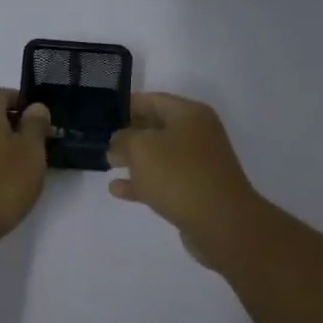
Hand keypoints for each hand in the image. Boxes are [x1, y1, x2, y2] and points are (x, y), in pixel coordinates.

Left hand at [0, 89, 51, 254]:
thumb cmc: (0, 185)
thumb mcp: (30, 153)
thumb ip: (35, 126)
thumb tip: (35, 107)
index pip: (0, 93)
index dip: (20, 101)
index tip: (39, 119)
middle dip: (11, 123)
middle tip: (35, 143)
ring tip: (21, 166)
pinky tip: (0, 182)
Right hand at [107, 93, 262, 269]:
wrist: (221, 222)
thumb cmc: (179, 174)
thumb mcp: (141, 148)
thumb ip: (123, 139)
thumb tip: (120, 141)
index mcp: (189, 114)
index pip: (153, 100)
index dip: (127, 105)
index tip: (104, 112)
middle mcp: (198, 134)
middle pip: (157, 127)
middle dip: (130, 133)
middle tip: (102, 139)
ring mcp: (199, 164)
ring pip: (160, 156)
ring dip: (135, 159)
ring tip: (108, 163)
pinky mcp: (196, 191)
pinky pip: (164, 181)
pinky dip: (142, 182)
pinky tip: (118, 190)